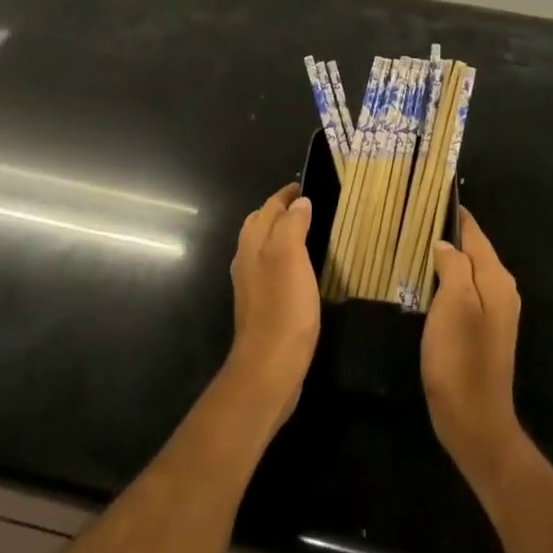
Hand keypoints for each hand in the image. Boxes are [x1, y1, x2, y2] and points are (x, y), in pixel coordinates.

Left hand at [224, 184, 320, 431]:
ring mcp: (252, 286)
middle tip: (305, 205)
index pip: (267, 208)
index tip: (303, 185)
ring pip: (264, 247)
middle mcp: (247, 261)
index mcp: (252, 244)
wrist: (270, 367)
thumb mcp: (289, 257)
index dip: (285, 195)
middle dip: (279, 211)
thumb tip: (299, 203)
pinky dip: (284, 259)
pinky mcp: (262, 307)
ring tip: (305, 232)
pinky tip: (299, 271)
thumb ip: (292, 225)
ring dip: (280, 234)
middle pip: (260, 225)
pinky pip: (272, 270)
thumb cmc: (282, 307)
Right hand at [422, 208, 526, 495]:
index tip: (429, 197)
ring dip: (446, 260)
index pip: (475, 233)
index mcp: (497, 278)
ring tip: (416, 247)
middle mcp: (502, 290)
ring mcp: (496, 313)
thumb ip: (454, 265)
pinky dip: (448, 283)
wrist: (474, 421)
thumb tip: (445, 243)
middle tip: (414, 221)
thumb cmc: (461, 358)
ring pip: (469, 273)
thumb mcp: (454, 304)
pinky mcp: (485, 332)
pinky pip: (466, 294)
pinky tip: (427, 285)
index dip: (454, 215)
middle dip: (448, 235)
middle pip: (474, 251)